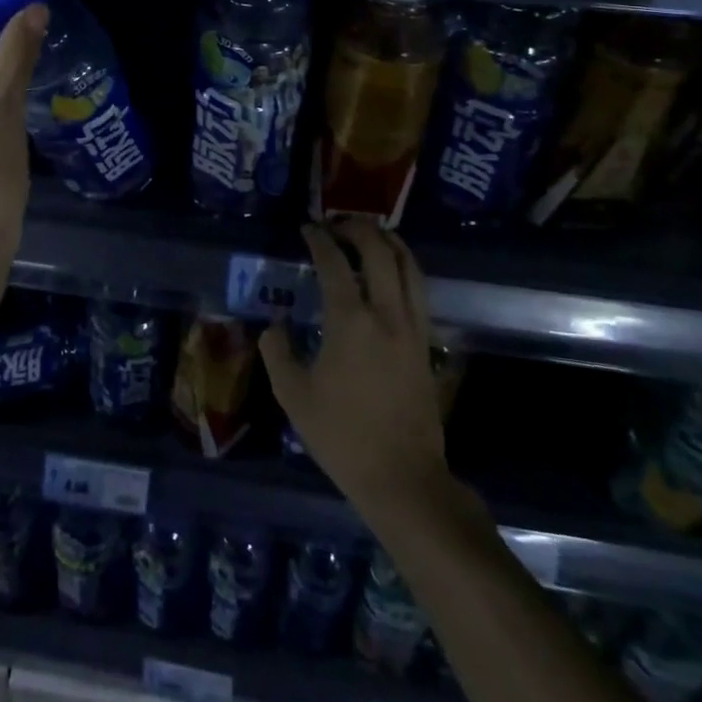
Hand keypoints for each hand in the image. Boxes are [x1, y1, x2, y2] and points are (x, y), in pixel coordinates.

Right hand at [261, 219, 462, 512]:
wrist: (402, 476)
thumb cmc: (341, 435)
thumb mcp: (292, 395)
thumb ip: (277, 351)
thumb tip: (275, 324)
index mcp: (350, 321)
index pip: (334, 262)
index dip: (319, 239)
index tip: (307, 229)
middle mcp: (386, 313)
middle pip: (379, 251)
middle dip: (357, 229)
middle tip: (337, 225)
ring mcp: (412, 327)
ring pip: (408, 266)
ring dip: (388, 241)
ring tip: (369, 234)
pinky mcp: (426, 343)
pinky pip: (418, 289)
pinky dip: (404, 267)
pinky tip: (390, 271)